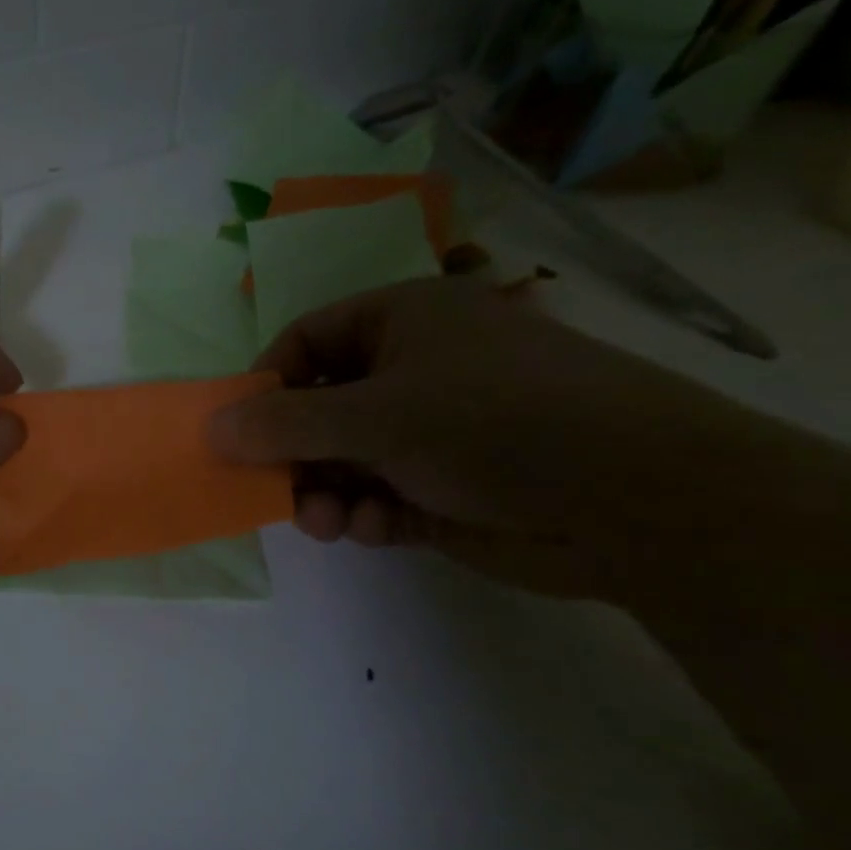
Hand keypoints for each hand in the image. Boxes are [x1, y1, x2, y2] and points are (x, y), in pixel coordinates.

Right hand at [206, 277, 827, 599]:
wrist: (640, 503)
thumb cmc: (494, 423)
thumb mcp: (375, 415)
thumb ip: (284, 425)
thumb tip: (210, 428)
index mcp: (401, 322)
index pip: (305, 341)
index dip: (266, 383)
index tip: (239, 430)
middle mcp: (412, 371)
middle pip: (317, 406)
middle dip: (292, 452)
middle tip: (271, 488)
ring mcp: (429, 432)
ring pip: (341, 459)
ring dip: (322, 490)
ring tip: (323, 520)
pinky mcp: (442, 488)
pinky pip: (374, 495)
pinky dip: (362, 513)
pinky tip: (370, 527)